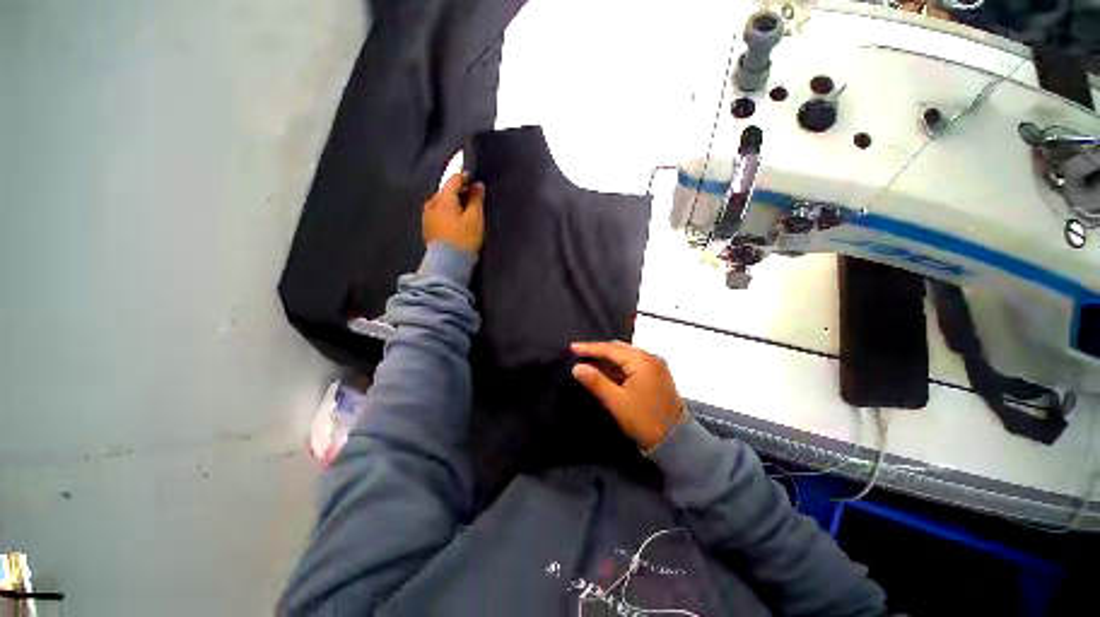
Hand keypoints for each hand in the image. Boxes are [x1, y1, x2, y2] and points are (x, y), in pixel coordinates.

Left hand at [423, 173, 485, 254]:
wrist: (448, 263)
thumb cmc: (464, 239)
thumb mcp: (475, 218)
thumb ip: (476, 199)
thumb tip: (478, 185)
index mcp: (443, 198)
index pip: (454, 180)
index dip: (465, 177)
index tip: (474, 179)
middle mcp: (431, 203)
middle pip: (446, 190)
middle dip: (458, 190)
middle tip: (472, 195)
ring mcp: (427, 215)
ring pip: (441, 202)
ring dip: (452, 202)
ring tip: (464, 209)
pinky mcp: (427, 227)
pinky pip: (438, 212)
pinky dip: (446, 211)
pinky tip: (454, 220)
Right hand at [571, 341, 685, 449]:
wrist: (676, 442)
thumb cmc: (644, 421)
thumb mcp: (617, 402)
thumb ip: (596, 382)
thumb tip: (577, 367)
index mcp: (642, 361)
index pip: (611, 349)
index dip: (590, 348)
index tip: (572, 348)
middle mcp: (651, 358)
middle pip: (619, 348)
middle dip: (599, 351)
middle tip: (579, 353)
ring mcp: (656, 365)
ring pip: (626, 355)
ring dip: (609, 358)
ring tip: (590, 361)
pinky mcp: (658, 375)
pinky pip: (634, 363)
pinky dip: (619, 366)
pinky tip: (608, 371)